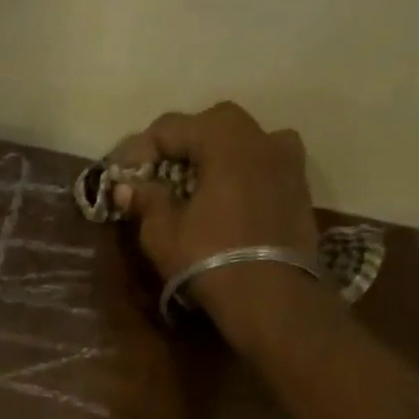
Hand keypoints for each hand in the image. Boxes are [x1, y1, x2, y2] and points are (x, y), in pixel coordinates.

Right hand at [109, 102, 321, 350]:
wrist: (271, 296)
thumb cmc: (209, 258)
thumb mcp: (162, 232)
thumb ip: (146, 200)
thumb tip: (126, 186)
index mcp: (224, 141)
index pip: (172, 126)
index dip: (139, 147)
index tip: (120, 174)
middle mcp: (261, 139)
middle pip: (214, 123)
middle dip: (181, 142)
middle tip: (157, 171)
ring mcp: (288, 162)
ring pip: (246, 140)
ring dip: (218, 152)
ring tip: (197, 181)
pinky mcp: (299, 189)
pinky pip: (265, 165)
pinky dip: (241, 172)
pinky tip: (226, 198)